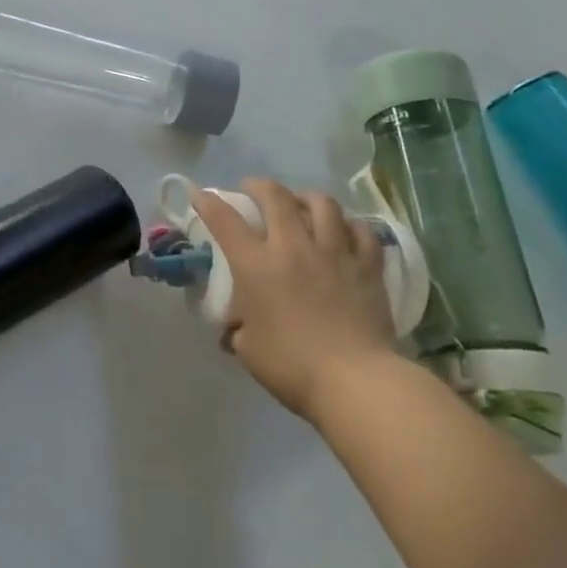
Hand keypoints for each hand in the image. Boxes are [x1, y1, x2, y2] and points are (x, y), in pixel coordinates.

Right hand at [192, 179, 398, 424]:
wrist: (356, 382)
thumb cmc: (292, 366)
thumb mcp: (248, 349)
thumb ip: (238, 329)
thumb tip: (235, 327)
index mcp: (257, 266)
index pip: (225, 221)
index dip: (208, 202)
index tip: (199, 194)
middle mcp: (293, 247)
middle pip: (275, 197)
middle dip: (258, 186)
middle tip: (252, 189)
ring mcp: (334, 253)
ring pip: (322, 204)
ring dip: (306, 197)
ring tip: (301, 203)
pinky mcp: (367, 267)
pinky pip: (362, 231)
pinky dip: (350, 224)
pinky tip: (345, 228)